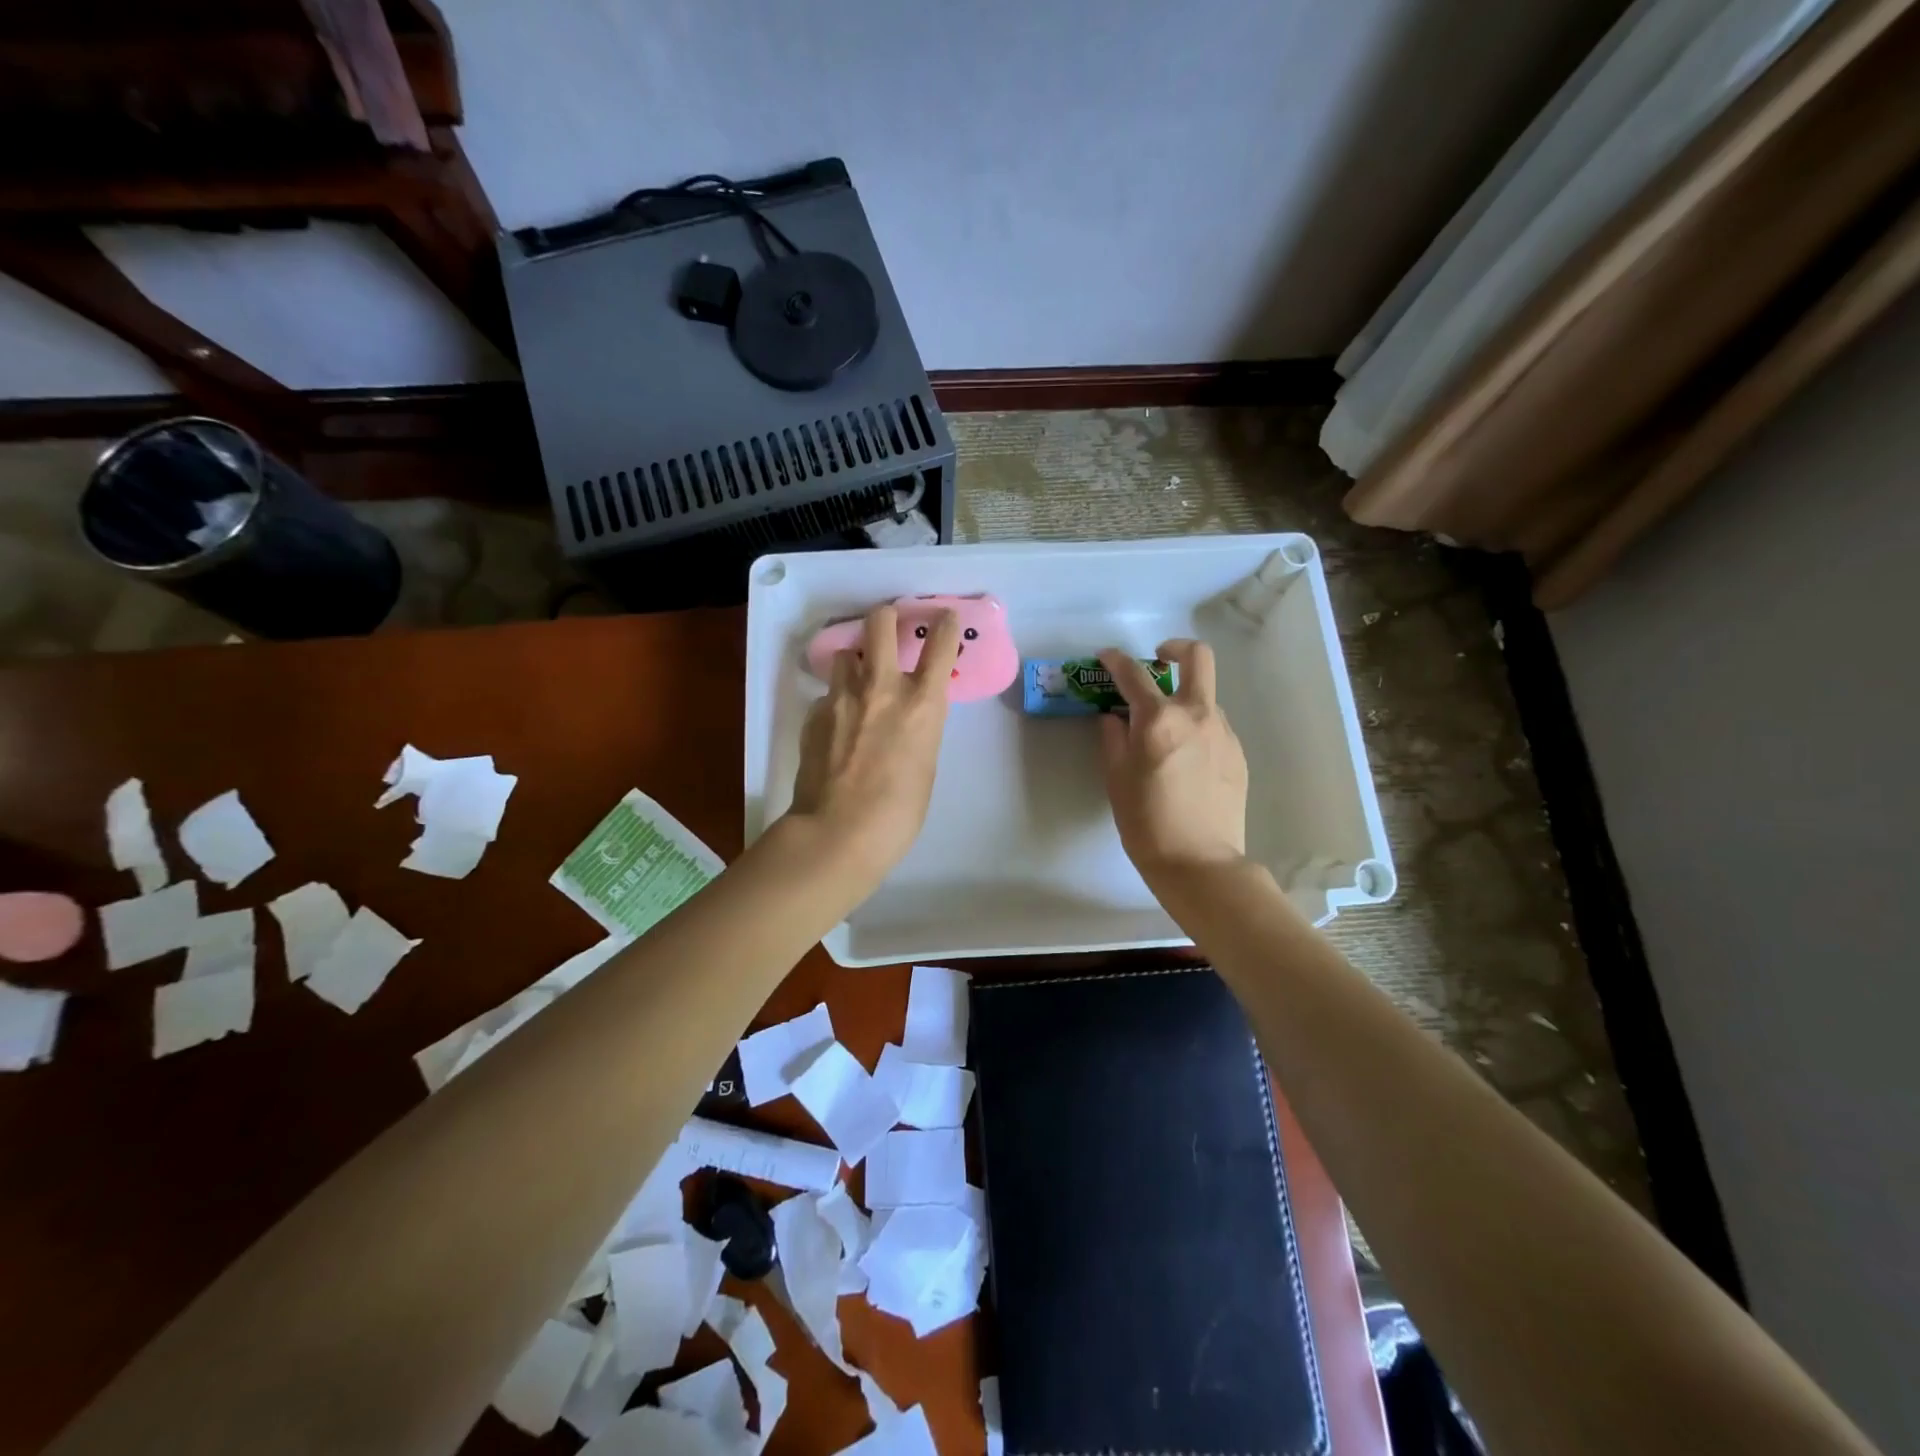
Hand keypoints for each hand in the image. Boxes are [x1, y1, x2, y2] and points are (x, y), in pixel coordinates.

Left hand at [787, 604, 959, 882]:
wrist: (838, 832)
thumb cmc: (898, 812)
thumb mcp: (924, 766)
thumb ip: (917, 731)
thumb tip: (903, 719)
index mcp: (921, 704)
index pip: (940, 646)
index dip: (946, 626)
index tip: (945, 618)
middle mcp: (881, 688)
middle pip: (880, 623)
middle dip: (885, 616)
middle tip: (888, 624)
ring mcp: (842, 697)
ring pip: (845, 656)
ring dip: (855, 662)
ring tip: (857, 684)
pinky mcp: (814, 714)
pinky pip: (828, 695)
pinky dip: (835, 703)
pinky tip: (836, 729)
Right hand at [1098, 640, 1249, 885]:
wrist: (1199, 862)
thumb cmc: (1146, 823)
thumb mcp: (1116, 779)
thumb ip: (1113, 739)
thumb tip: (1113, 717)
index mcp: (1159, 720)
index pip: (1134, 674)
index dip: (1115, 660)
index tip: (1106, 658)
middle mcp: (1196, 715)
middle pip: (1197, 657)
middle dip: (1175, 649)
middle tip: (1157, 661)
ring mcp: (1222, 732)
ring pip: (1206, 695)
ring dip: (1184, 697)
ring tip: (1165, 729)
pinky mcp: (1237, 753)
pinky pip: (1214, 725)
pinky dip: (1196, 726)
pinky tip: (1184, 757)